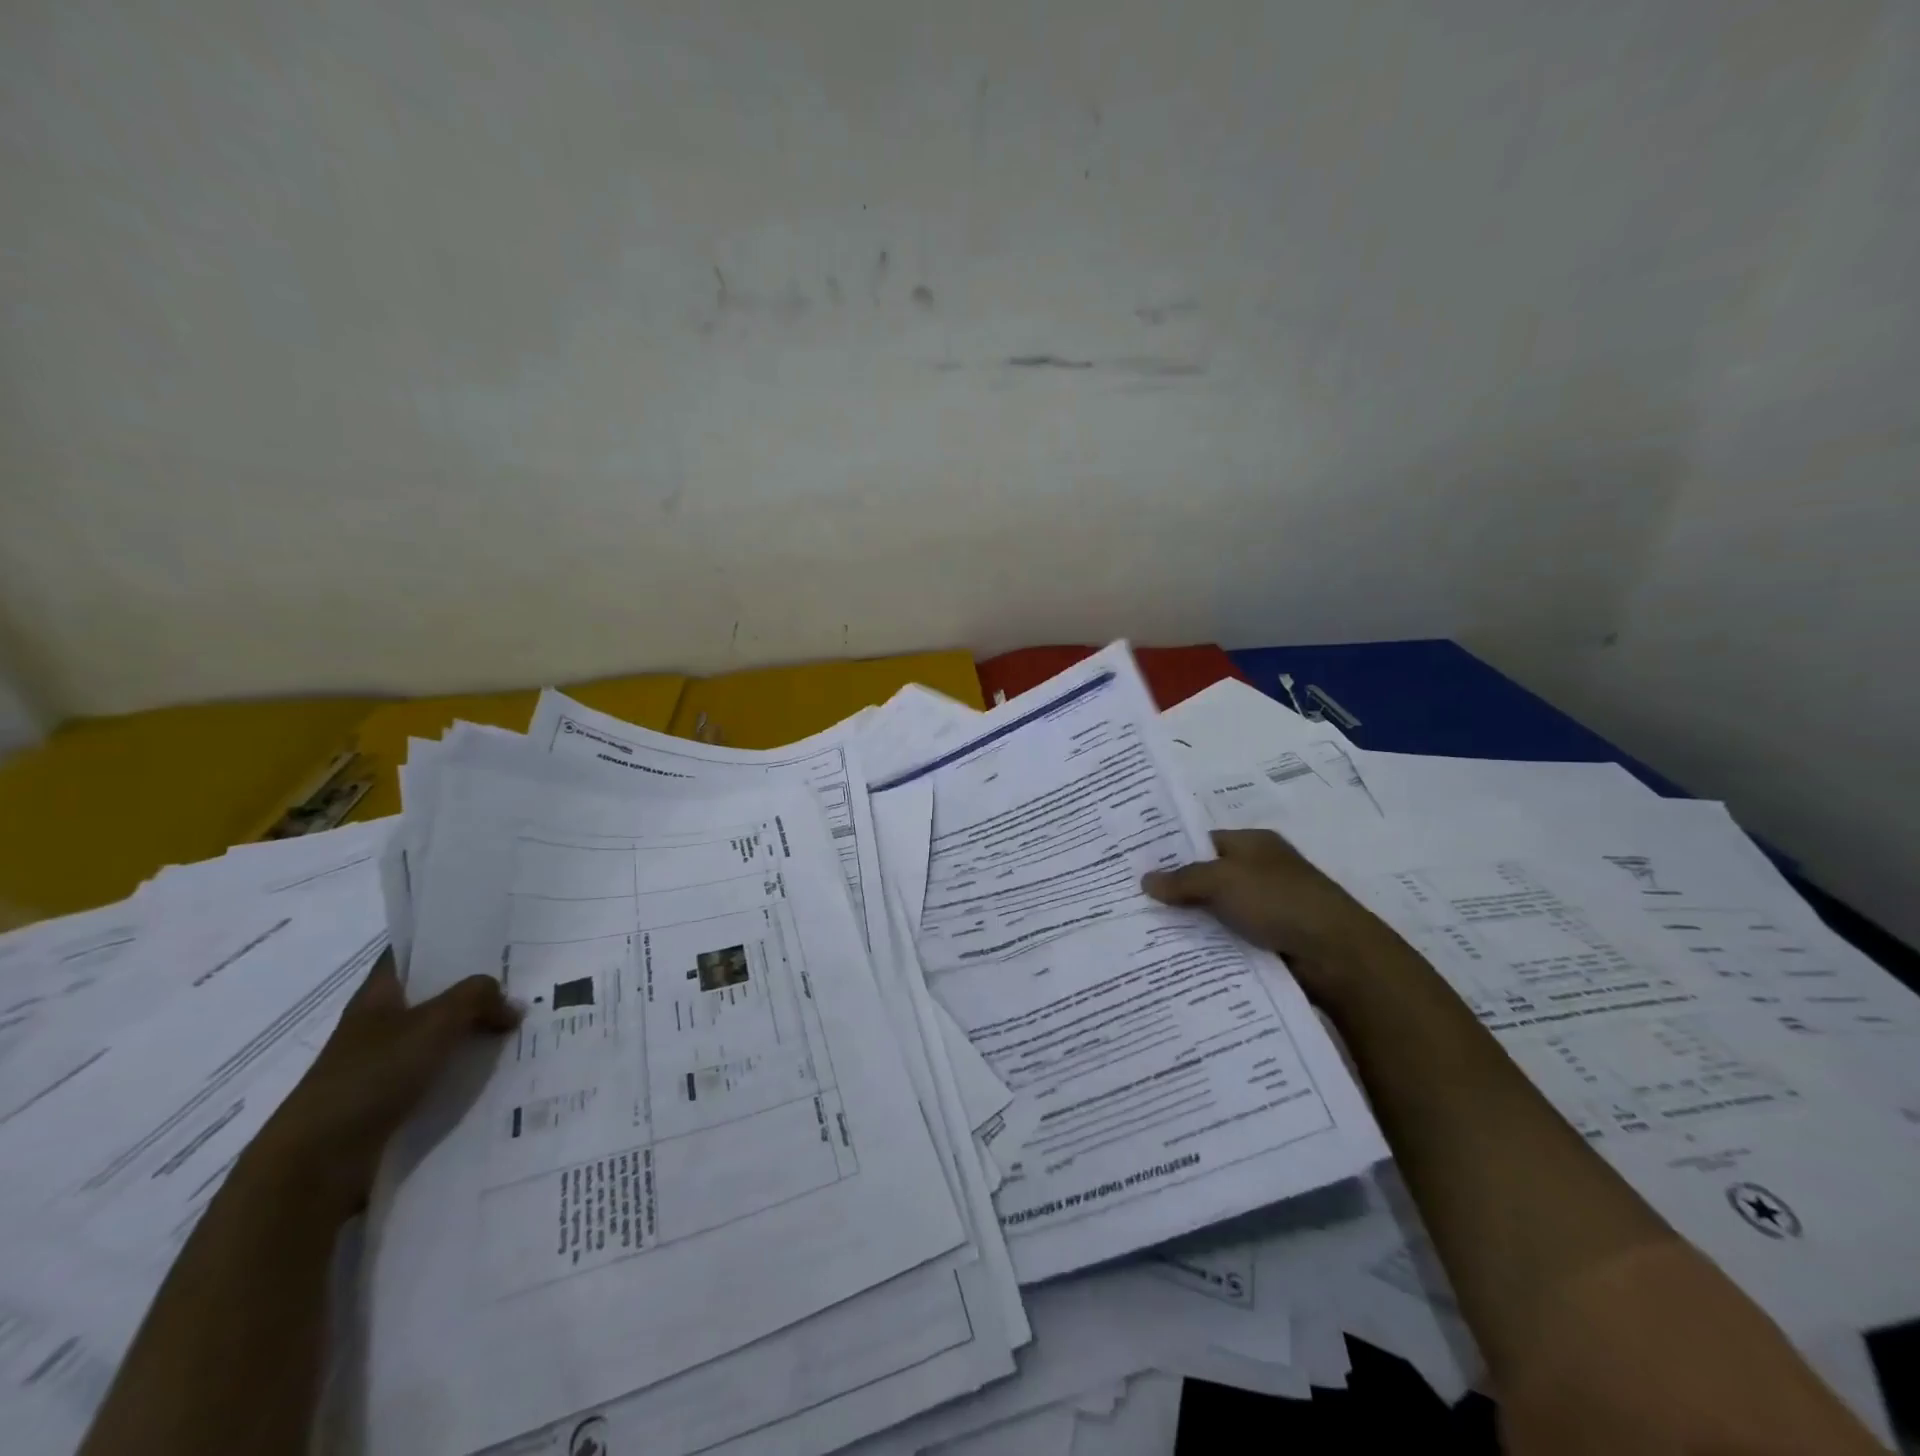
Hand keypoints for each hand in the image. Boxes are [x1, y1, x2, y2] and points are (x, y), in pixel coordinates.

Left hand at [246, 951, 519, 1221]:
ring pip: (438, 1035)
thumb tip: (511, 1005)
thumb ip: (478, 998)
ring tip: (520, 1025)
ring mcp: (382, 1064)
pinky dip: (464, 1069)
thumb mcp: (435, 1022)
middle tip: (523, 979)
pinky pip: (437, 1072)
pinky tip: (496, 1070)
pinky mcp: (391, 1100)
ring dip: (472, 1031)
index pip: (410, 952)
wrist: (318, 1162)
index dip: (444, 938)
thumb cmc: (371, 1075)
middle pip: (432, 994)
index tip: (489, 931)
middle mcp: (378, 1024)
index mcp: (378, 995)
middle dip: (473, 988)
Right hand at [1141, 828, 1406, 1002]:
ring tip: (1148, 934)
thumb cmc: (1279, 901)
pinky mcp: (1272, 940)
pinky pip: (1231, 938)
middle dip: (1177, 892)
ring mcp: (1268, 907)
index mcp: (1253, 844)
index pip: (1203, 842)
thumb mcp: (1223, 880)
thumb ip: (1183, 879)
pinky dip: (1211, 945)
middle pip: (1209, 878)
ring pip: (1218, 912)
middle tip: (1134, 904)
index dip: (1172, 853)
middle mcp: (1261, 871)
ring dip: (1193, 923)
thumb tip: (1145, 880)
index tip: (1137, 870)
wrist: (1337, 955)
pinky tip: (1182, 955)